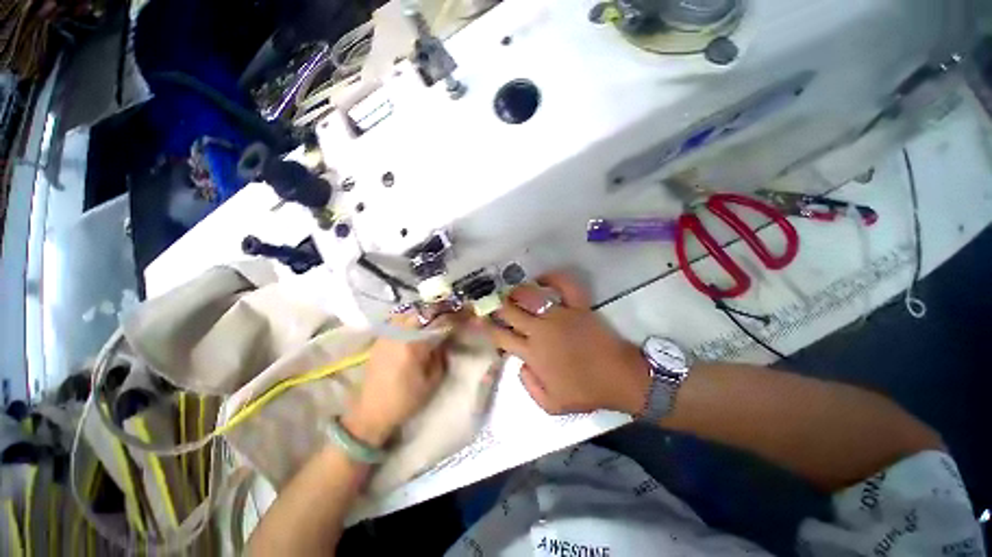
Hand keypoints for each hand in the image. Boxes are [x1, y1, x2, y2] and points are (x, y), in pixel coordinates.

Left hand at [344, 313, 450, 446]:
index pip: (439, 321)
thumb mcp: (432, 381)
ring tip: (436, 316)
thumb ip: (441, 356)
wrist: (372, 411)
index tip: (467, 313)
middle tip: (452, 312)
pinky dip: (412, 317)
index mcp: (414, 344)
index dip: (455, 315)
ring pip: (410, 311)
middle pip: (424, 311)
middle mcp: (399, 333)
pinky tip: (419, 323)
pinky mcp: (380, 338)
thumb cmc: (406, 400)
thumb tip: (445, 339)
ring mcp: (387, 334)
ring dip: (426, 311)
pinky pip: (399, 319)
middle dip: (441, 309)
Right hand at [480, 272, 649, 415]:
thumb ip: (528, 385)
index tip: (477, 319)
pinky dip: (553, 278)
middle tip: (489, 300)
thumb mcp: (551, 404)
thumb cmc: (585, 392)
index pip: (501, 336)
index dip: (486, 327)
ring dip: (516, 292)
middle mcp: (540, 330)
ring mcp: (559, 315)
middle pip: (510, 312)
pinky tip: (542, 279)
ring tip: (510, 291)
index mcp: (532, 353)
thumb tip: (520, 363)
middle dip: (496, 305)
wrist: (619, 378)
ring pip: (530, 295)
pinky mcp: (578, 306)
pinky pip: (564, 285)